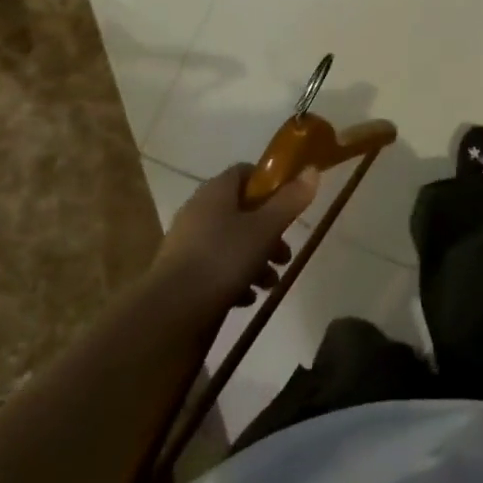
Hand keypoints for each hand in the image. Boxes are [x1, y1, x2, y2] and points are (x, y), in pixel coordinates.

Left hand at [153, 164, 318, 309]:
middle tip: (285, 254)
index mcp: (216, 192)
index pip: (245, 173)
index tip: (289, 203)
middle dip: (269, 232)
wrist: (171, 312)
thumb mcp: (265, 228)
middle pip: (242, 211)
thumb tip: (312, 170)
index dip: (269, 184)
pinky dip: (235, 278)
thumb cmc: (222, 259)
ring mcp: (188, 243)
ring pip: (232, 242)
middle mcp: (199, 211)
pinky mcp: (183, 274)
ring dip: (256, 259)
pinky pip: (217, 267)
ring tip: (270, 283)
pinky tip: (247, 298)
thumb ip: (290, 201)